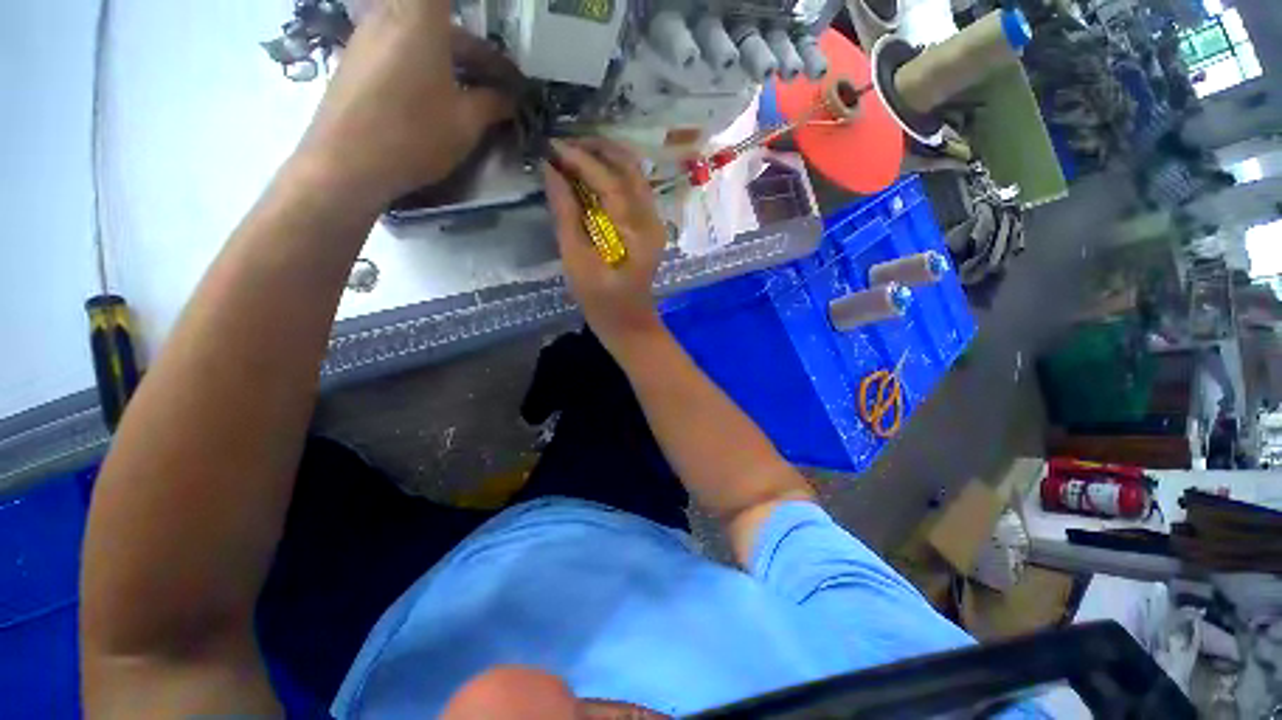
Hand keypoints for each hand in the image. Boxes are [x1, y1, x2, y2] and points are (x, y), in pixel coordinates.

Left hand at [295, 0, 516, 204]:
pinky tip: (437, 99)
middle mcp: (390, 15)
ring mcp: (367, 36)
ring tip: (472, 96)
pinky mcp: (355, 60)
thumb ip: (492, 103)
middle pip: (438, 19)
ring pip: (418, 34)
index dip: (467, 19)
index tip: (487, 38)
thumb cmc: (414, 135)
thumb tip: (510, 98)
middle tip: (497, 84)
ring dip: (449, 58)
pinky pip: (398, 48)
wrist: (346, 163)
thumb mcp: (466, 123)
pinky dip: (424, 64)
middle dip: (473, 49)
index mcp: (421, 19)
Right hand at [543, 138, 667, 346]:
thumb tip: (551, 171)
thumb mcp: (577, 261)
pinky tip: (590, 176)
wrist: (629, 324)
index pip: (610, 181)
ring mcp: (654, 222)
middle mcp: (651, 219)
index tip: (552, 146)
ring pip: (634, 174)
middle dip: (597, 149)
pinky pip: (633, 188)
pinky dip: (612, 175)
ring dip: (606, 159)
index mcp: (636, 231)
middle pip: (630, 167)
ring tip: (573, 155)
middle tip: (564, 145)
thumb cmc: (601, 301)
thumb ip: (565, 214)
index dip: (580, 159)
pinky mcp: (650, 227)